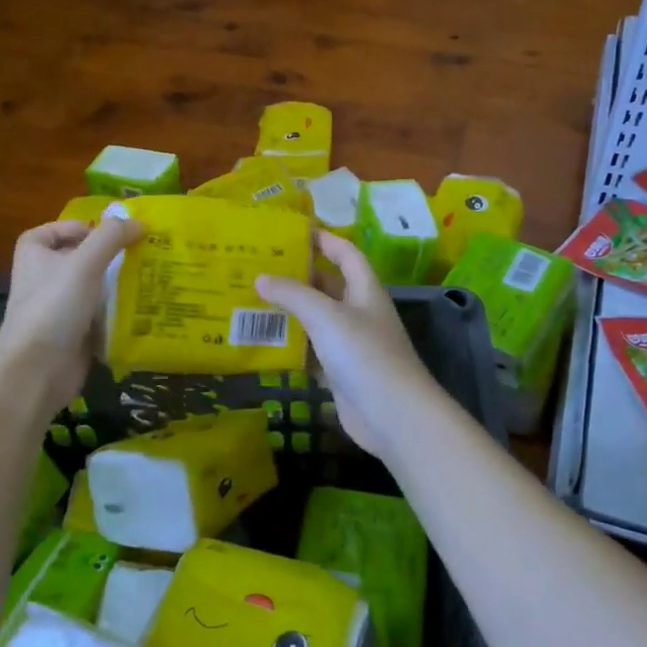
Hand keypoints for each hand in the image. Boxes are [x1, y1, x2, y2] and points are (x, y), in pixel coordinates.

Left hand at [0, 217, 142, 410]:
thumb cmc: (54, 307)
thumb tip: (140, 222)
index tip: (106, 234)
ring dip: (118, 284)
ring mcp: (59, 308)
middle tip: (141, 252)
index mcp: (35, 256)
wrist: (37, 371)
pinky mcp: (75, 334)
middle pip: (78, 258)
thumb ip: (112, 237)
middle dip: (108, 256)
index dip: (76, 228)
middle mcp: (44, 279)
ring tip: (151, 276)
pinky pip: (100, 315)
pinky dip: (119, 312)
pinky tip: (144, 308)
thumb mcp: (84, 263)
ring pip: (93, 288)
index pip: (51, 231)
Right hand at [255, 231, 449, 461]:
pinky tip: (266, 342)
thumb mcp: (326, 316)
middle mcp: (360, 312)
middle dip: (299, 276)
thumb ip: (293, 295)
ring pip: (317, 320)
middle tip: (261, 267)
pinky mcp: (341, 373)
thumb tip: (261, 277)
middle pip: (328, 286)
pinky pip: (313, 351)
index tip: (293, 231)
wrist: (393, 416)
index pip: (346, 253)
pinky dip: (293, 346)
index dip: (324, 239)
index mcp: (365, 290)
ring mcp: (351, 344)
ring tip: (254, 301)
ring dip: (291, 312)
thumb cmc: (364, 354)